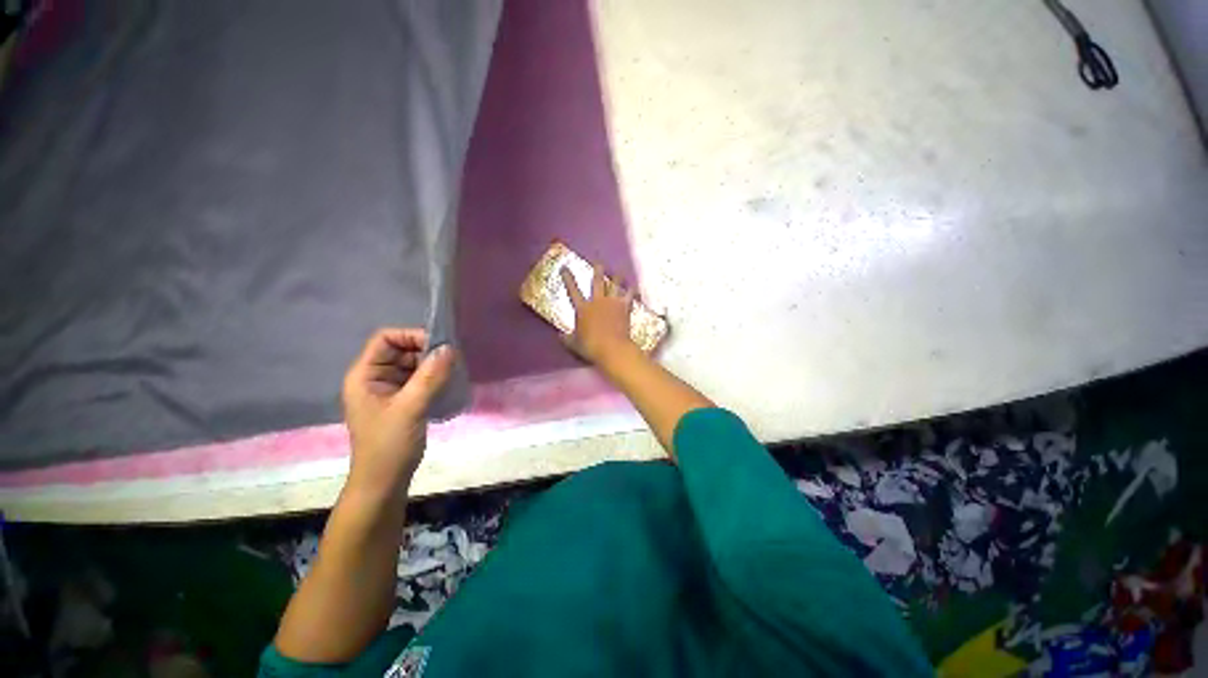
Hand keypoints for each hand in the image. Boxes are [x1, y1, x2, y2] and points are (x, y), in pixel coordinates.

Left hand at [341, 328, 454, 498]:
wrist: (385, 481)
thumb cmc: (389, 445)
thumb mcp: (410, 408)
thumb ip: (430, 377)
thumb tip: (450, 348)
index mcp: (365, 375)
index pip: (386, 339)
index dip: (411, 336)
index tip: (440, 346)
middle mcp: (375, 377)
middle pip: (402, 349)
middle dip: (427, 351)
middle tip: (453, 361)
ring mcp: (390, 389)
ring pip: (414, 364)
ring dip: (434, 365)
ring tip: (454, 372)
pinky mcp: (403, 400)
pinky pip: (420, 379)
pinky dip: (435, 377)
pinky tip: (449, 383)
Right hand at [560, 265, 636, 365]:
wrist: (612, 348)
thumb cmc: (590, 346)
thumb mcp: (574, 344)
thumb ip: (567, 338)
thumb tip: (560, 336)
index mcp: (583, 308)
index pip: (572, 290)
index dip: (568, 278)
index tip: (564, 267)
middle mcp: (597, 301)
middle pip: (597, 281)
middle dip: (597, 270)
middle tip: (598, 262)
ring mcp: (612, 303)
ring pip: (615, 285)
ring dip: (617, 278)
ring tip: (619, 272)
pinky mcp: (624, 307)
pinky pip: (630, 295)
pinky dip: (632, 291)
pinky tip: (635, 287)